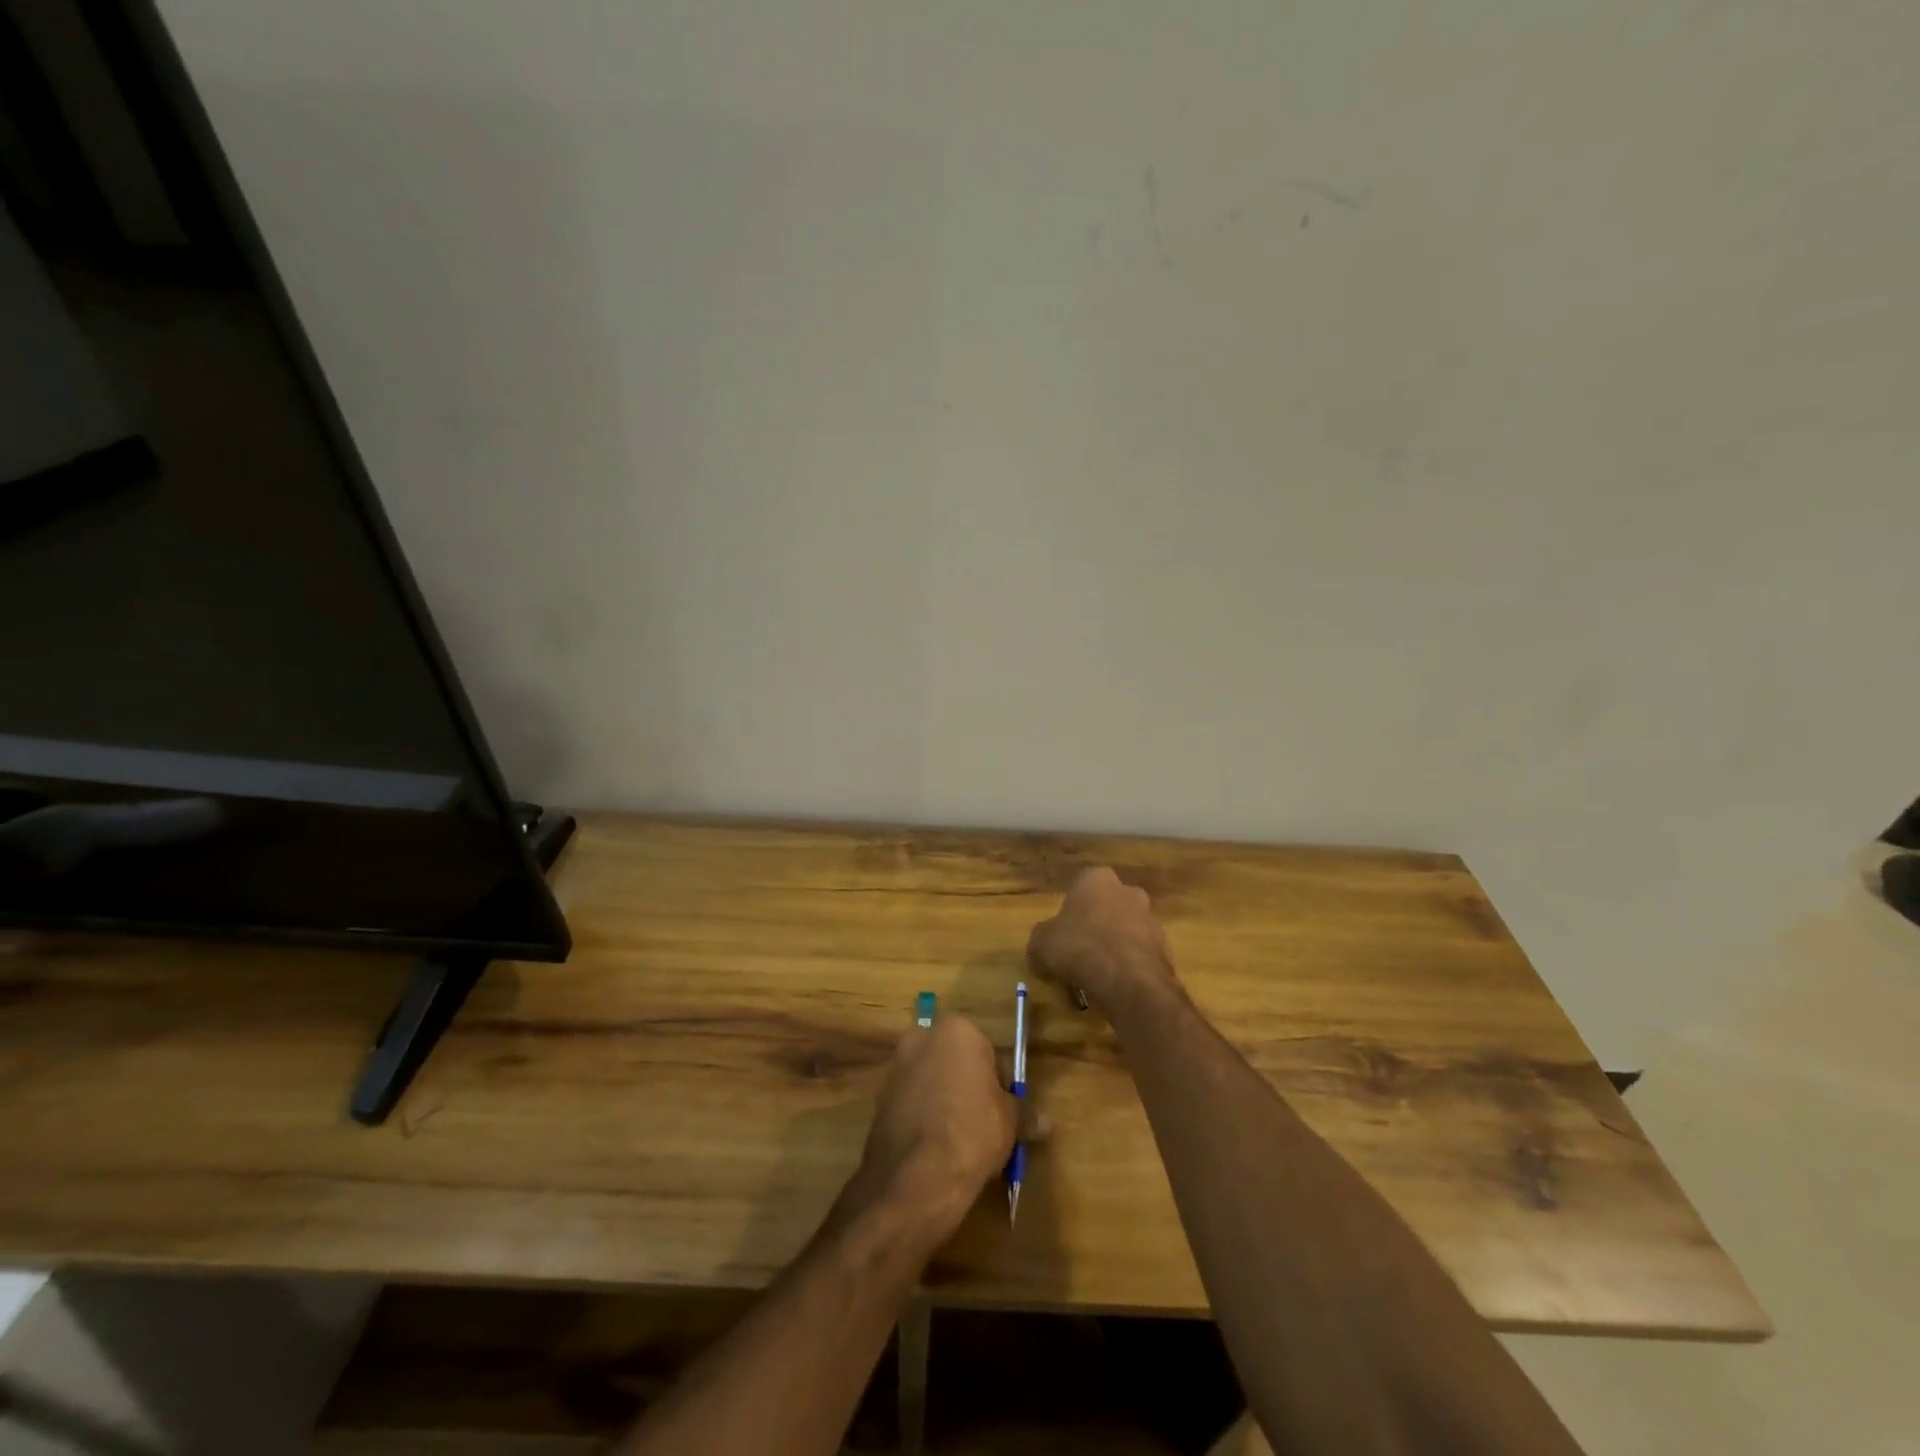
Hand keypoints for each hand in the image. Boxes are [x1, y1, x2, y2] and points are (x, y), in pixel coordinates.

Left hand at [844, 1017, 1023, 1246]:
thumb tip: (1046, 1122)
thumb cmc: (972, 1130)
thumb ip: (1026, 1114)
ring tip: (960, 1142)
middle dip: (968, 1088)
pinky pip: (912, 1104)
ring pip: (932, 1082)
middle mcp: (922, 1038)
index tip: (1004, 1112)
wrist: (916, 1175)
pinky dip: (923, 1119)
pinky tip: (935, 1149)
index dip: (999, 1084)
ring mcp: (896, 1067)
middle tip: (983, 1125)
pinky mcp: (879, 1099)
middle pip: (955, 1062)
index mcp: (957, 1030)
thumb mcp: (1010, 1122)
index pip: (987, 1053)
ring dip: (945, 1103)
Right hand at [1027, 867, 1177, 1017]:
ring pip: (1126, 931)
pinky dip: (1129, 967)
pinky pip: (1140, 955)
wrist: (1128, 981)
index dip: (1070, 911)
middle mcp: (1128, 891)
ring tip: (1097, 976)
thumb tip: (1043, 944)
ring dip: (1115, 947)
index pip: (1080, 887)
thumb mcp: (1041, 943)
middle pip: (1108, 907)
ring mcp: (1151, 919)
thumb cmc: (1079, 948)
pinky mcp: (1165, 949)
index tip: (1062, 934)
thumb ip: (1042, 938)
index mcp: (1097, 879)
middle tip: (1080, 952)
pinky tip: (1116, 987)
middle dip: (1096, 925)